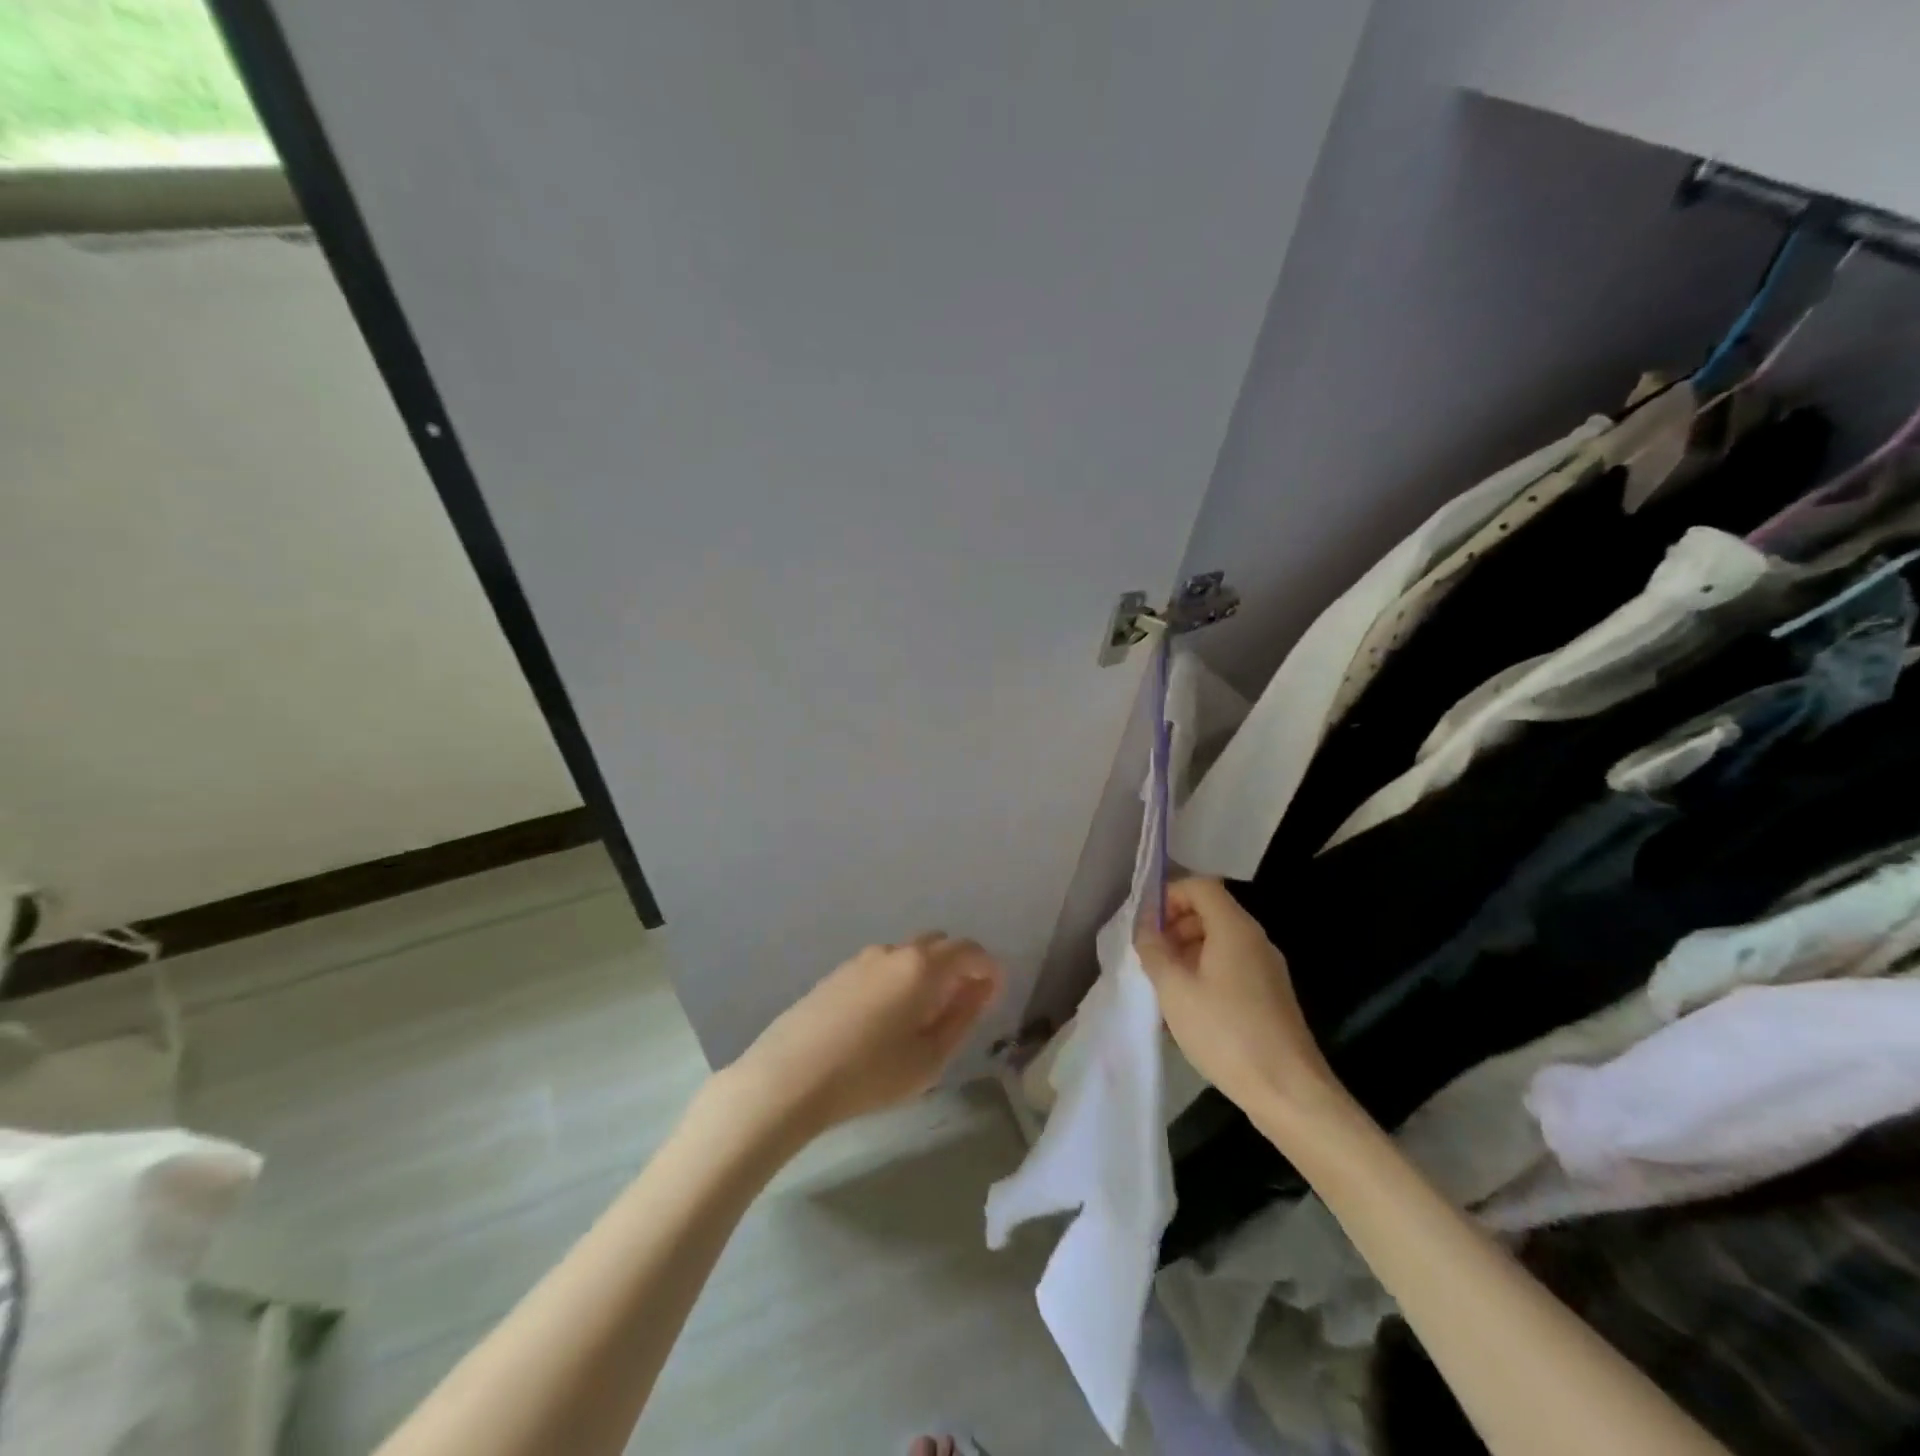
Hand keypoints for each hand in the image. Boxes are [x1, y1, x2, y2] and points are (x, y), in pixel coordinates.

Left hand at [726, 935, 1004, 1137]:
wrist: (789, 1076)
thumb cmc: (870, 1073)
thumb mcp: (930, 1057)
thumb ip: (963, 1017)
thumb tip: (982, 989)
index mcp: (923, 966)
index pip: (971, 951)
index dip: (989, 971)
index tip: (992, 998)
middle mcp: (895, 951)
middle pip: (940, 945)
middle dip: (958, 968)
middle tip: (959, 1009)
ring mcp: (862, 959)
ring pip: (909, 955)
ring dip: (926, 974)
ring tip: (920, 1020)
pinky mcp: (838, 973)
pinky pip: (883, 967)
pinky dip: (898, 981)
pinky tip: (883, 1021)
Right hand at [1136, 878, 1341, 1121]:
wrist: (1289, 1092)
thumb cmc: (1226, 1033)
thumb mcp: (1175, 990)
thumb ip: (1154, 950)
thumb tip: (1145, 927)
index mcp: (1235, 929)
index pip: (1200, 886)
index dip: (1169, 896)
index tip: (1145, 926)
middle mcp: (1255, 940)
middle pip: (1210, 911)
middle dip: (1174, 925)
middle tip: (1149, 956)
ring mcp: (1266, 969)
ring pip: (1219, 941)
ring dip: (1186, 951)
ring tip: (1163, 984)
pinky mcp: (1270, 996)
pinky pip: (1231, 966)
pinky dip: (1204, 972)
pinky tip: (1187, 1007)